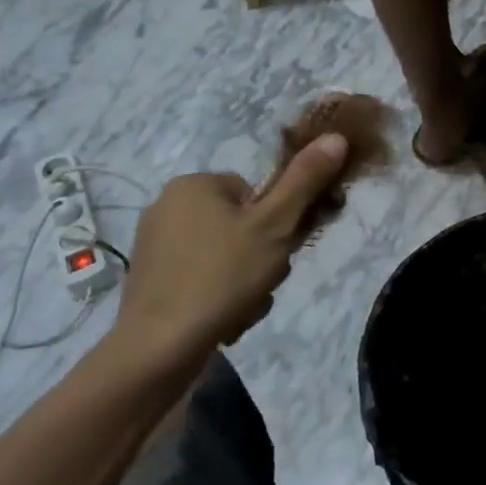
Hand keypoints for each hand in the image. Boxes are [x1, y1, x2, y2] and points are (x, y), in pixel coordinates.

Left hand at [108, 135, 349, 374]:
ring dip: (245, 280)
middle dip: (262, 256)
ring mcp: (154, 245)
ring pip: (225, 255)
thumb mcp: (275, 226)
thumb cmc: (222, 277)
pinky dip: (218, 295)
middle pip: (241, 225)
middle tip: (264, 282)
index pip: (255, 193)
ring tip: (244, 307)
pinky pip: (201, 277)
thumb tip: (335, 136)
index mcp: (193, 183)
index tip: (277, 251)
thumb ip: (305, 180)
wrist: (159, 348)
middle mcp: (167, 205)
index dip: (275, 223)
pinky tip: (223, 319)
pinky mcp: (150, 281)